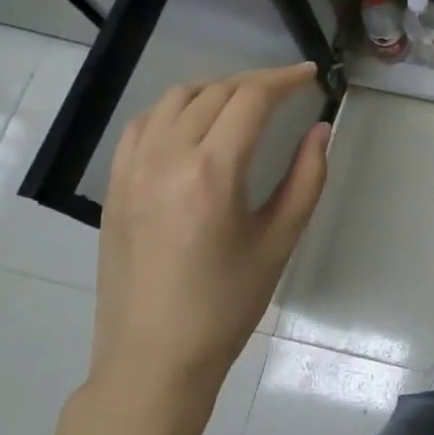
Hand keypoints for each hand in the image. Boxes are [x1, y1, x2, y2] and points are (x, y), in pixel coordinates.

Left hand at [90, 62, 330, 407]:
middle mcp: (166, 158)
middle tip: (287, 88)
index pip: (250, 99)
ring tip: (243, 100)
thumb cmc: (226, 305)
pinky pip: (142, 125)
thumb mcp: (279, 241)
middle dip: (255, 81)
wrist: (153, 359)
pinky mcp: (115, 186)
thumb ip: (306, 177)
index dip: (284, 79)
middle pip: (214, 92)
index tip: (310, 74)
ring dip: (214, 88)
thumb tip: (319, 129)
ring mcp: (132, 169)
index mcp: (212, 172)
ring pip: (174, 99)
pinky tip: (191, 122)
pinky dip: (172, 110)